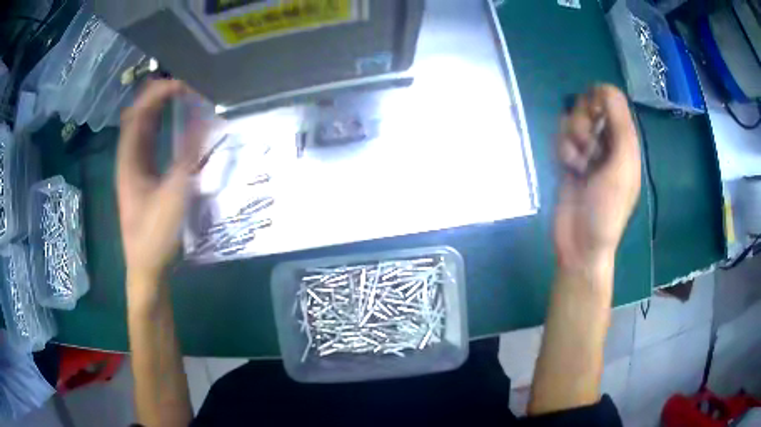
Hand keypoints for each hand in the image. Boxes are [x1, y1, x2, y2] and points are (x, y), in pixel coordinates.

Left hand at [116, 80, 205, 293]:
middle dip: (157, 95)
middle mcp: (128, 159)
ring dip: (158, 109)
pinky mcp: (143, 178)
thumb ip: (189, 156)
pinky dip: (161, 127)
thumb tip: (206, 120)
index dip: (157, 93)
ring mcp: (134, 168)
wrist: (146, 268)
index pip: (138, 113)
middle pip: (138, 116)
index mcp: (129, 160)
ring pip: (143, 128)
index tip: (184, 83)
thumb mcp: (174, 195)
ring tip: (181, 96)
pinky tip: (174, 124)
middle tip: (184, 84)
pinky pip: (149, 142)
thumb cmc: (155, 235)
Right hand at [554, 85, 640, 276]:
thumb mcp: (622, 166)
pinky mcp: (569, 159)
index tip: (593, 115)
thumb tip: (604, 88)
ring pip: (572, 120)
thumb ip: (620, 125)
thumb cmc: (606, 209)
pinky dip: (562, 149)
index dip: (599, 100)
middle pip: (589, 105)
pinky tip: (568, 168)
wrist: (580, 243)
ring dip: (571, 138)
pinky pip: (561, 136)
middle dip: (583, 122)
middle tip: (587, 147)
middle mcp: (607, 141)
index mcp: (625, 141)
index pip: (612, 99)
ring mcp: (587, 150)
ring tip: (577, 163)